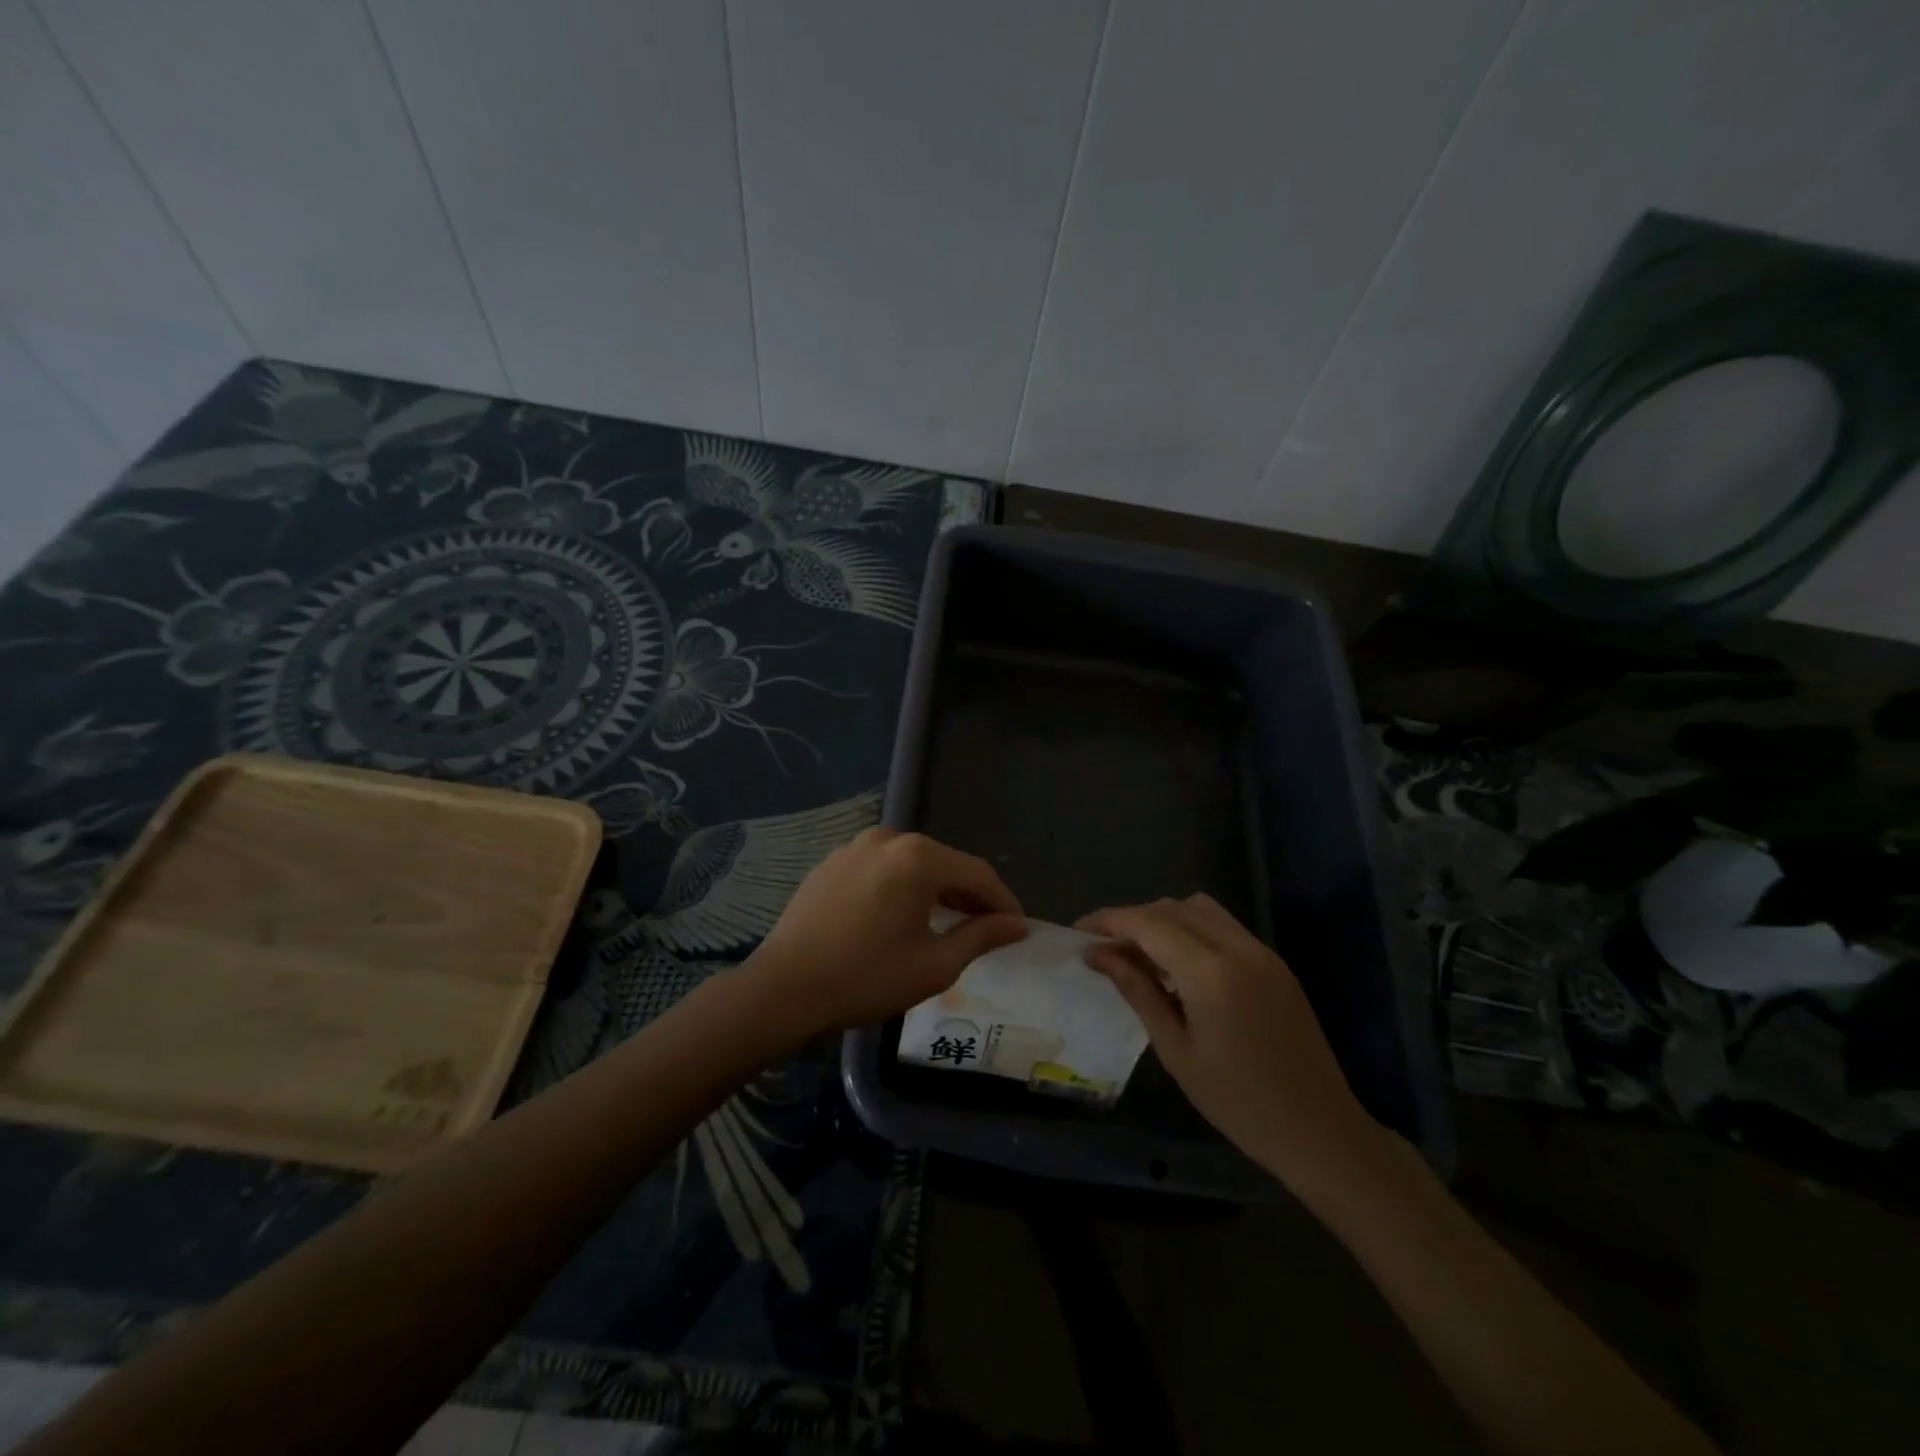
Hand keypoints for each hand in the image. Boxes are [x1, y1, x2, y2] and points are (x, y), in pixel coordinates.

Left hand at [749, 828, 1027, 1036]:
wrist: (784, 988)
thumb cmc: (867, 977)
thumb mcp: (935, 964)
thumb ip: (982, 937)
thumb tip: (1017, 925)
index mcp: (918, 857)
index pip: (978, 874)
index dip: (1003, 901)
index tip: (1018, 928)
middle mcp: (888, 838)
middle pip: (945, 863)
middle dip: (969, 895)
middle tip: (986, 929)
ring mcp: (855, 846)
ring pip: (912, 864)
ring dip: (935, 890)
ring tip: (948, 923)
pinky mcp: (832, 862)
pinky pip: (882, 868)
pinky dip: (902, 887)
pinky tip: (901, 917)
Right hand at [1079, 894, 1389, 1199]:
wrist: (1321, 1131)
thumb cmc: (1239, 1103)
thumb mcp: (1176, 1050)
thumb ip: (1137, 991)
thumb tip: (1097, 954)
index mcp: (1211, 973)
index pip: (1149, 923)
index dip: (1109, 920)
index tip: (1079, 932)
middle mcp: (1238, 948)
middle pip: (1172, 908)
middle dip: (1133, 919)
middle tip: (1105, 948)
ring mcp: (1261, 952)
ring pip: (1200, 909)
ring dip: (1163, 919)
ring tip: (1139, 953)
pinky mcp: (1274, 963)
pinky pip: (1224, 926)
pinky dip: (1192, 929)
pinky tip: (1178, 964)